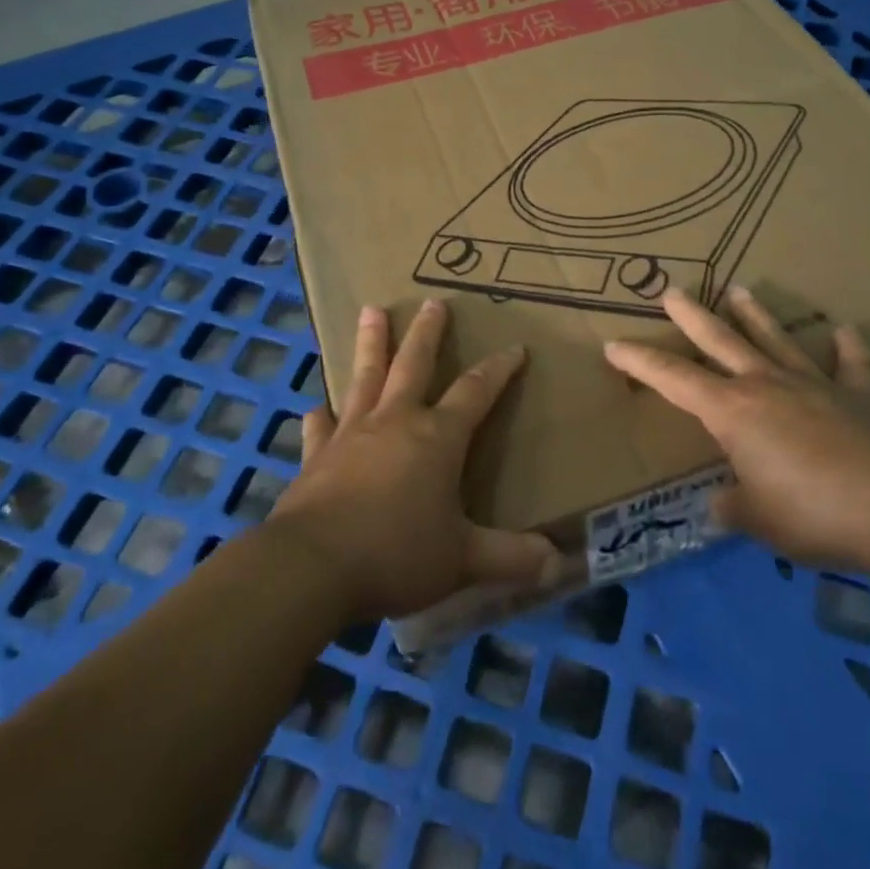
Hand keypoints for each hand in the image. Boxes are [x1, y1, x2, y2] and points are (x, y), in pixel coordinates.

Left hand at [270, 298, 558, 620]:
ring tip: (371, 310)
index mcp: (437, 438)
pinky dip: (322, 415)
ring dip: (372, 343)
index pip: (476, 391)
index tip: (515, 347)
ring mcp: (351, 434)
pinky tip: (318, 408)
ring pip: (365, 377)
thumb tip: (557, 563)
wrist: (313, 566)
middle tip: (432, 302)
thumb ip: (510, 557)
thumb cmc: (396, 554)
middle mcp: (395, 421)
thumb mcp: (463, 560)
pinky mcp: (316, 455)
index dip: (499, 369)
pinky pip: (321, 427)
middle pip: (414, 364)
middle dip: (427, 332)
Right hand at [602, 287, 869, 569]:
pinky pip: (851, 366)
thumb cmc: (811, 513)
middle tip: (673, 291)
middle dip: (693, 316)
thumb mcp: (757, 520)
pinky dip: (847, 348)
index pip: (673, 379)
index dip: (640, 362)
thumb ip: (733, 508)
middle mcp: (767, 385)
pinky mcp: (859, 398)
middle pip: (721, 340)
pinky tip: (844, 330)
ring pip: (777, 340)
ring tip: (739, 289)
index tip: (613, 346)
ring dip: (756, 315)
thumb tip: (722, 505)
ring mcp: (815, 386)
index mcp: (732, 411)